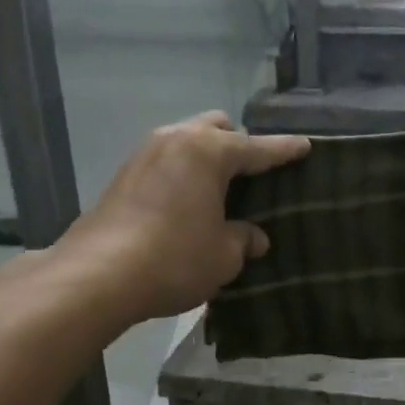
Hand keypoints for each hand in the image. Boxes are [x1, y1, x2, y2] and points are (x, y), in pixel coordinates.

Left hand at [57, 110, 309, 324]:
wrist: (99, 275)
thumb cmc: (175, 258)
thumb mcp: (224, 255)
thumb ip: (244, 239)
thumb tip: (254, 237)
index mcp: (209, 151)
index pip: (258, 148)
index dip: (284, 150)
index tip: (305, 146)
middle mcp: (176, 139)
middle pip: (216, 129)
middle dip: (238, 144)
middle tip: (253, 174)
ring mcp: (144, 154)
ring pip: (187, 142)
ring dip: (206, 159)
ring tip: (220, 190)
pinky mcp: (123, 175)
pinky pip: (166, 163)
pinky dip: (183, 174)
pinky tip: (188, 204)